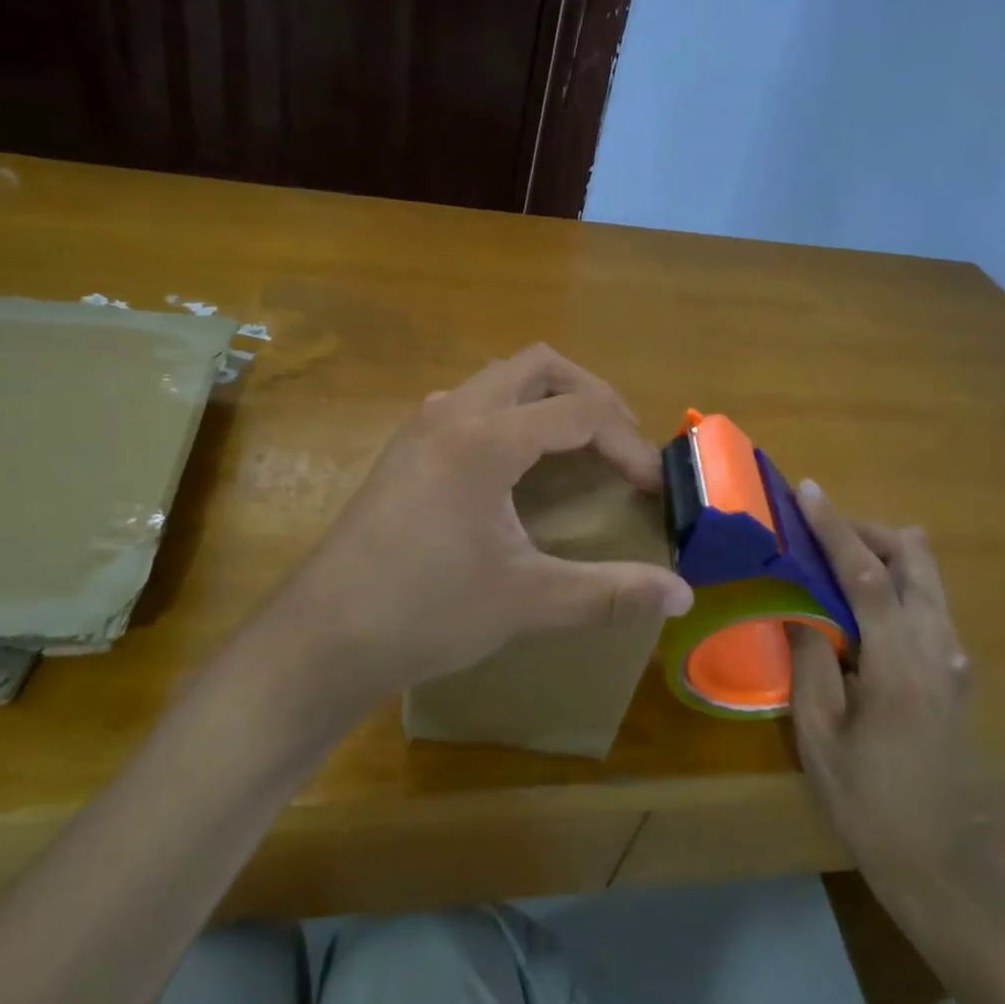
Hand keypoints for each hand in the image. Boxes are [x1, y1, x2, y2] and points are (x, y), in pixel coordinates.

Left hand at [265, 345, 694, 706]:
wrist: (322, 637)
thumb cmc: (426, 612)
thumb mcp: (527, 600)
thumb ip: (610, 592)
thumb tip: (682, 597)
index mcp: (486, 439)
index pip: (580, 412)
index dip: (628, 444)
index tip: (651, 488)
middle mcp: (453, 413)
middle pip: (539, 365)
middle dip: (591, 394)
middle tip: (621, 444)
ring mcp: (422, 425)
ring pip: (499, 378)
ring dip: (547, 398)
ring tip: (578, 447)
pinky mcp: (405, 448)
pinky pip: (471, 402)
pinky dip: (511, 413)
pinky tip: (517, 465)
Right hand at [787, 483, 988, 906]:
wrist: (939, 860)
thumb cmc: (867, 800)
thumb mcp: (818, 733)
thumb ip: (812, 659)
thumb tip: (800, 607)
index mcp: (901, 664)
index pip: (867, 575)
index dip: (835, 528)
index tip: (808, 490)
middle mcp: (940, 648)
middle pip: (914, 560)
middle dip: (868, 532)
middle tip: (818, 531)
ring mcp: (955, 659)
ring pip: (927, 578)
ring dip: (883, 555)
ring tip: (832, 561)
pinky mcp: (956, 671)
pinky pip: (927, 604)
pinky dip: (894, 584)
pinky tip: (858, 606)